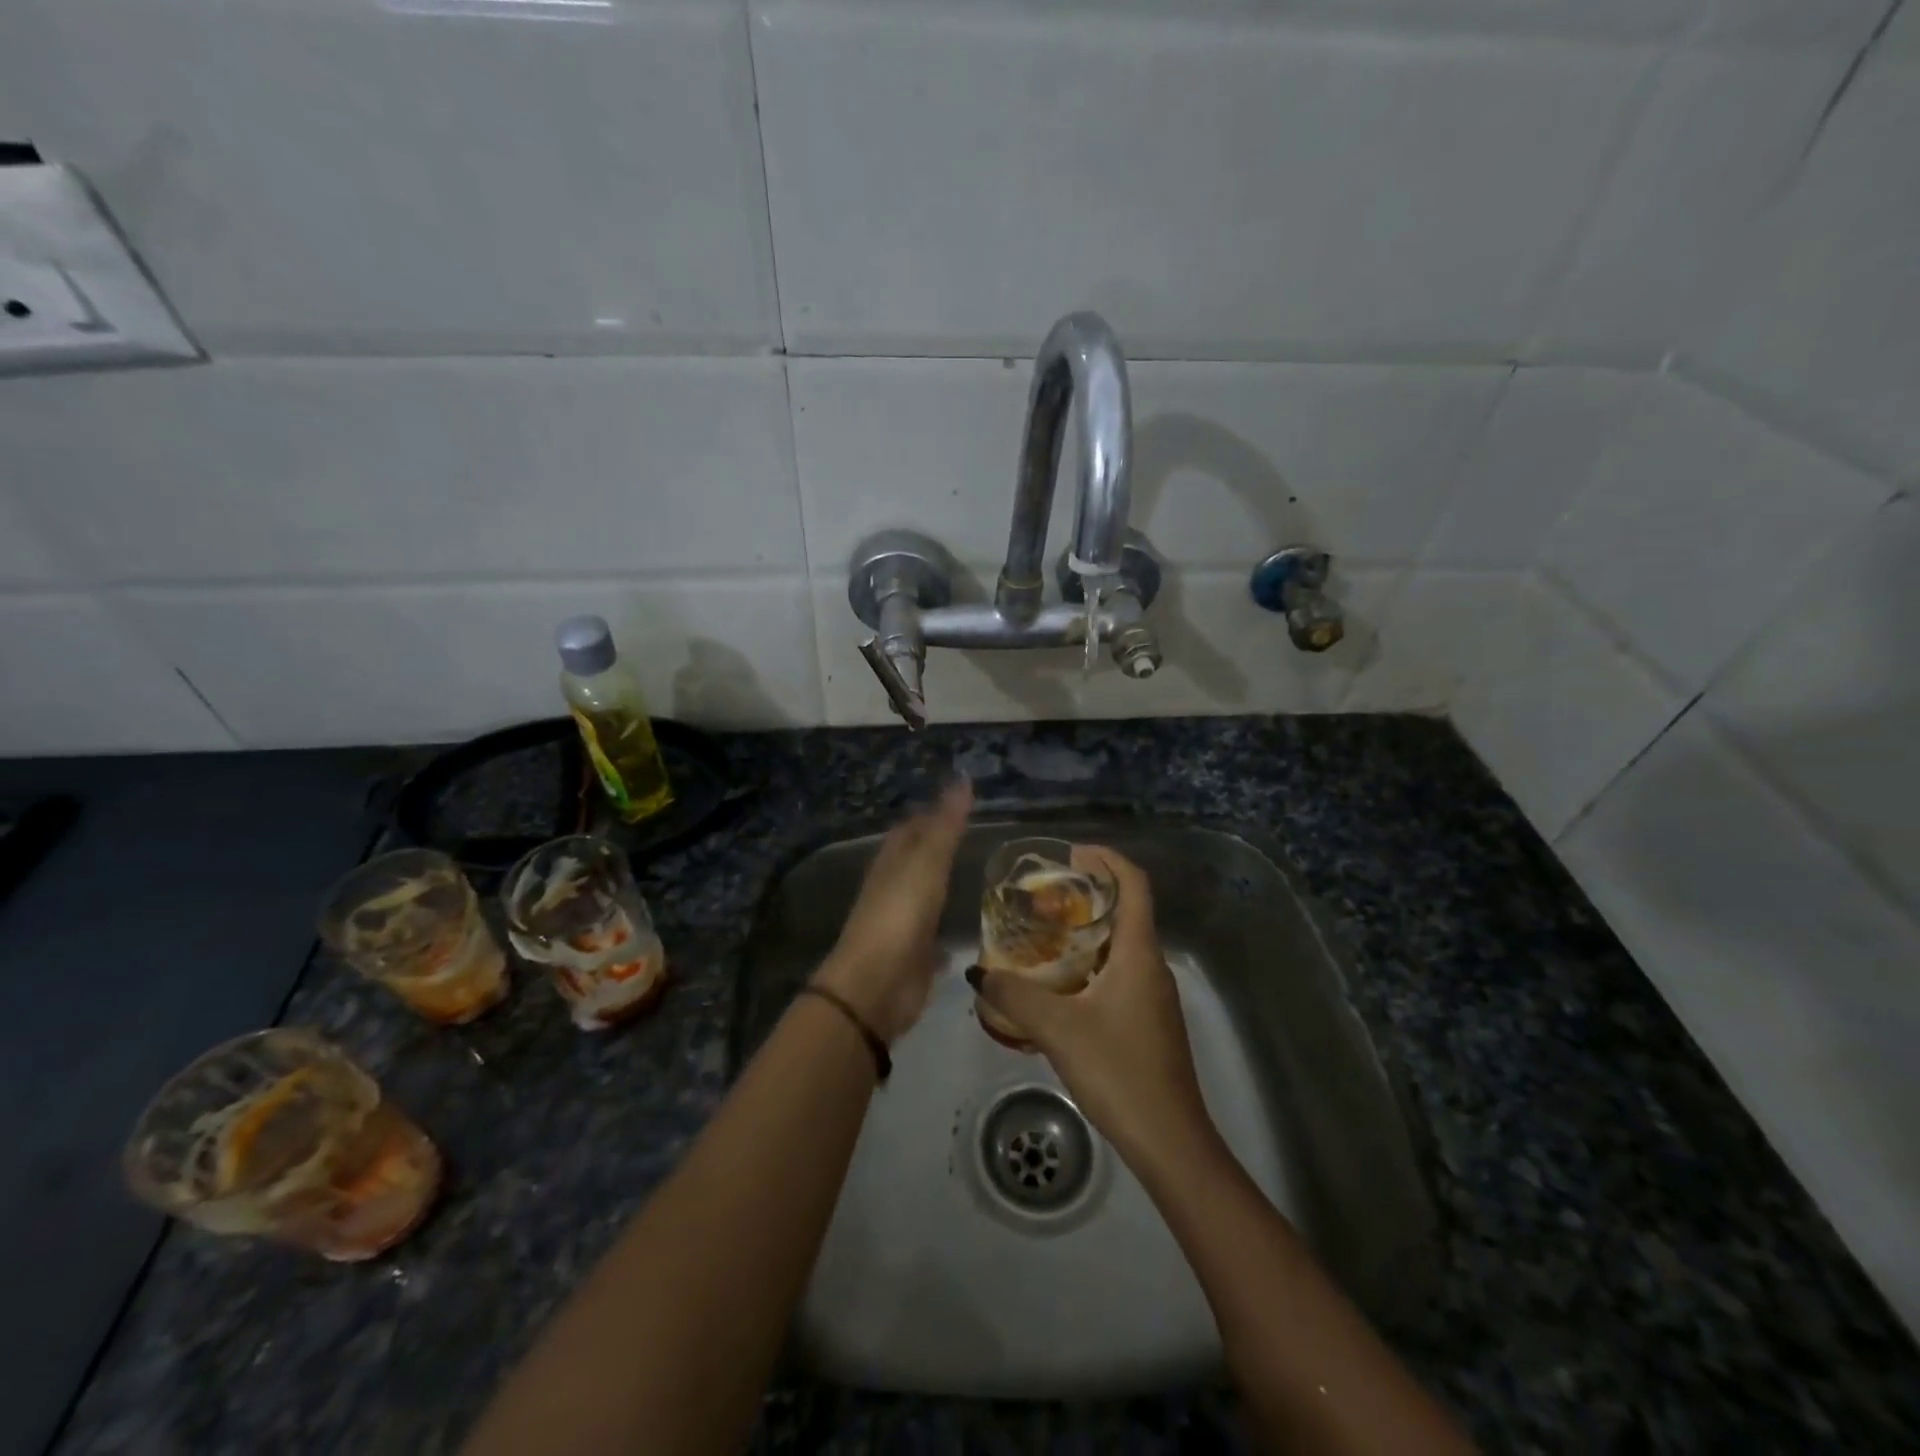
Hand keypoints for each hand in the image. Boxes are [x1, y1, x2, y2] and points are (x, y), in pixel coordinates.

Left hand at [813, 779, 972, 1043]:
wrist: (876, 986)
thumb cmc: (899, 916)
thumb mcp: (926, 863)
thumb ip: (946, 825)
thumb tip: (962, 778)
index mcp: (892, 861)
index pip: (912, 827)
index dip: (933, 813)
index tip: (964, 801)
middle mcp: (895, 888)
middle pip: (919, 860)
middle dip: (943, 848)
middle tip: (982, 837)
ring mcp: (904, 923)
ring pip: (928, 896)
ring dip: (947, 886)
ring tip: (984, 876)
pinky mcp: (916, 955)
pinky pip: (936, 935)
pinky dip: (950, 928)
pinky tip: (971, 928)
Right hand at [967, 845, 1212, 1171]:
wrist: (1170, 1141)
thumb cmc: (1120, 1072)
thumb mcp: (1059, 1030)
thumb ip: (1015, 997)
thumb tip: (979, 974)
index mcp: (1139, 954)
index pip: (1134, 885)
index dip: (1107, 859)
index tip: (1072, 852)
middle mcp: (1152, 966)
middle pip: (1126, 910)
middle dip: (1089, 893)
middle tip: (1043, 894)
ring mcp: (1153, 996)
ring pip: (1121, 945)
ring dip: (1086, 931)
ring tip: (1042, 935)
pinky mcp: (1148, 1021)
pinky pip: (1119, 973)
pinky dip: (1089, 964)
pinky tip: (1057, 986)